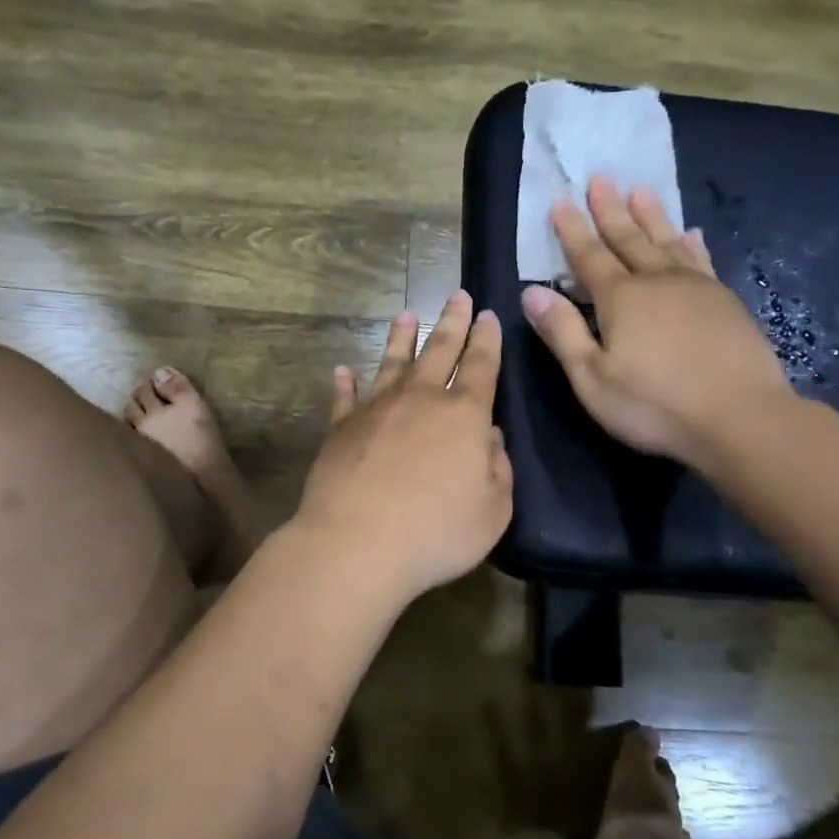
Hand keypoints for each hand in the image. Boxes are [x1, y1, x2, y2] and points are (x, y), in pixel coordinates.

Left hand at [297, 290, 513, 604]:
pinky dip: (345, 383)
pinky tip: (343, 371)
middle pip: (440, 351)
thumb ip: (498, 469)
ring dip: (401, 338)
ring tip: (406, 315)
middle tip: (458, 295)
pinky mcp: (340, 428)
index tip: (490, 315)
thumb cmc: (436, 532)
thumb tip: (490, 437)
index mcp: (464, 416)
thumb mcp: (493, 511)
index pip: (481, 367)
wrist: (356, 544)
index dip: (488, 340)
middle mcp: (420, 400)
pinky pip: (345, 398)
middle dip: (452, 322)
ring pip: (393, 363)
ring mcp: (376, 410)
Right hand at [521, 177, 794, 462]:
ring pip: (667, 241)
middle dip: (610, 209)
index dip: (572, 230)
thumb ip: (562, 332)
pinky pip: (701, 260)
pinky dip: (692, 243)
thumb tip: (531, 293)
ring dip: (651, 216)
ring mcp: (697, 288)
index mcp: (620, 299)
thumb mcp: (592, 378)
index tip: (561, 200)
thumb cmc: (655, 405)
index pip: (589, 257)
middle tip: (600, 178)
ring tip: (640, 189)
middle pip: (628, 238)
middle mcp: (657, 281)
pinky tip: (691, 233)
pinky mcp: (725, 302)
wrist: (741, 418)